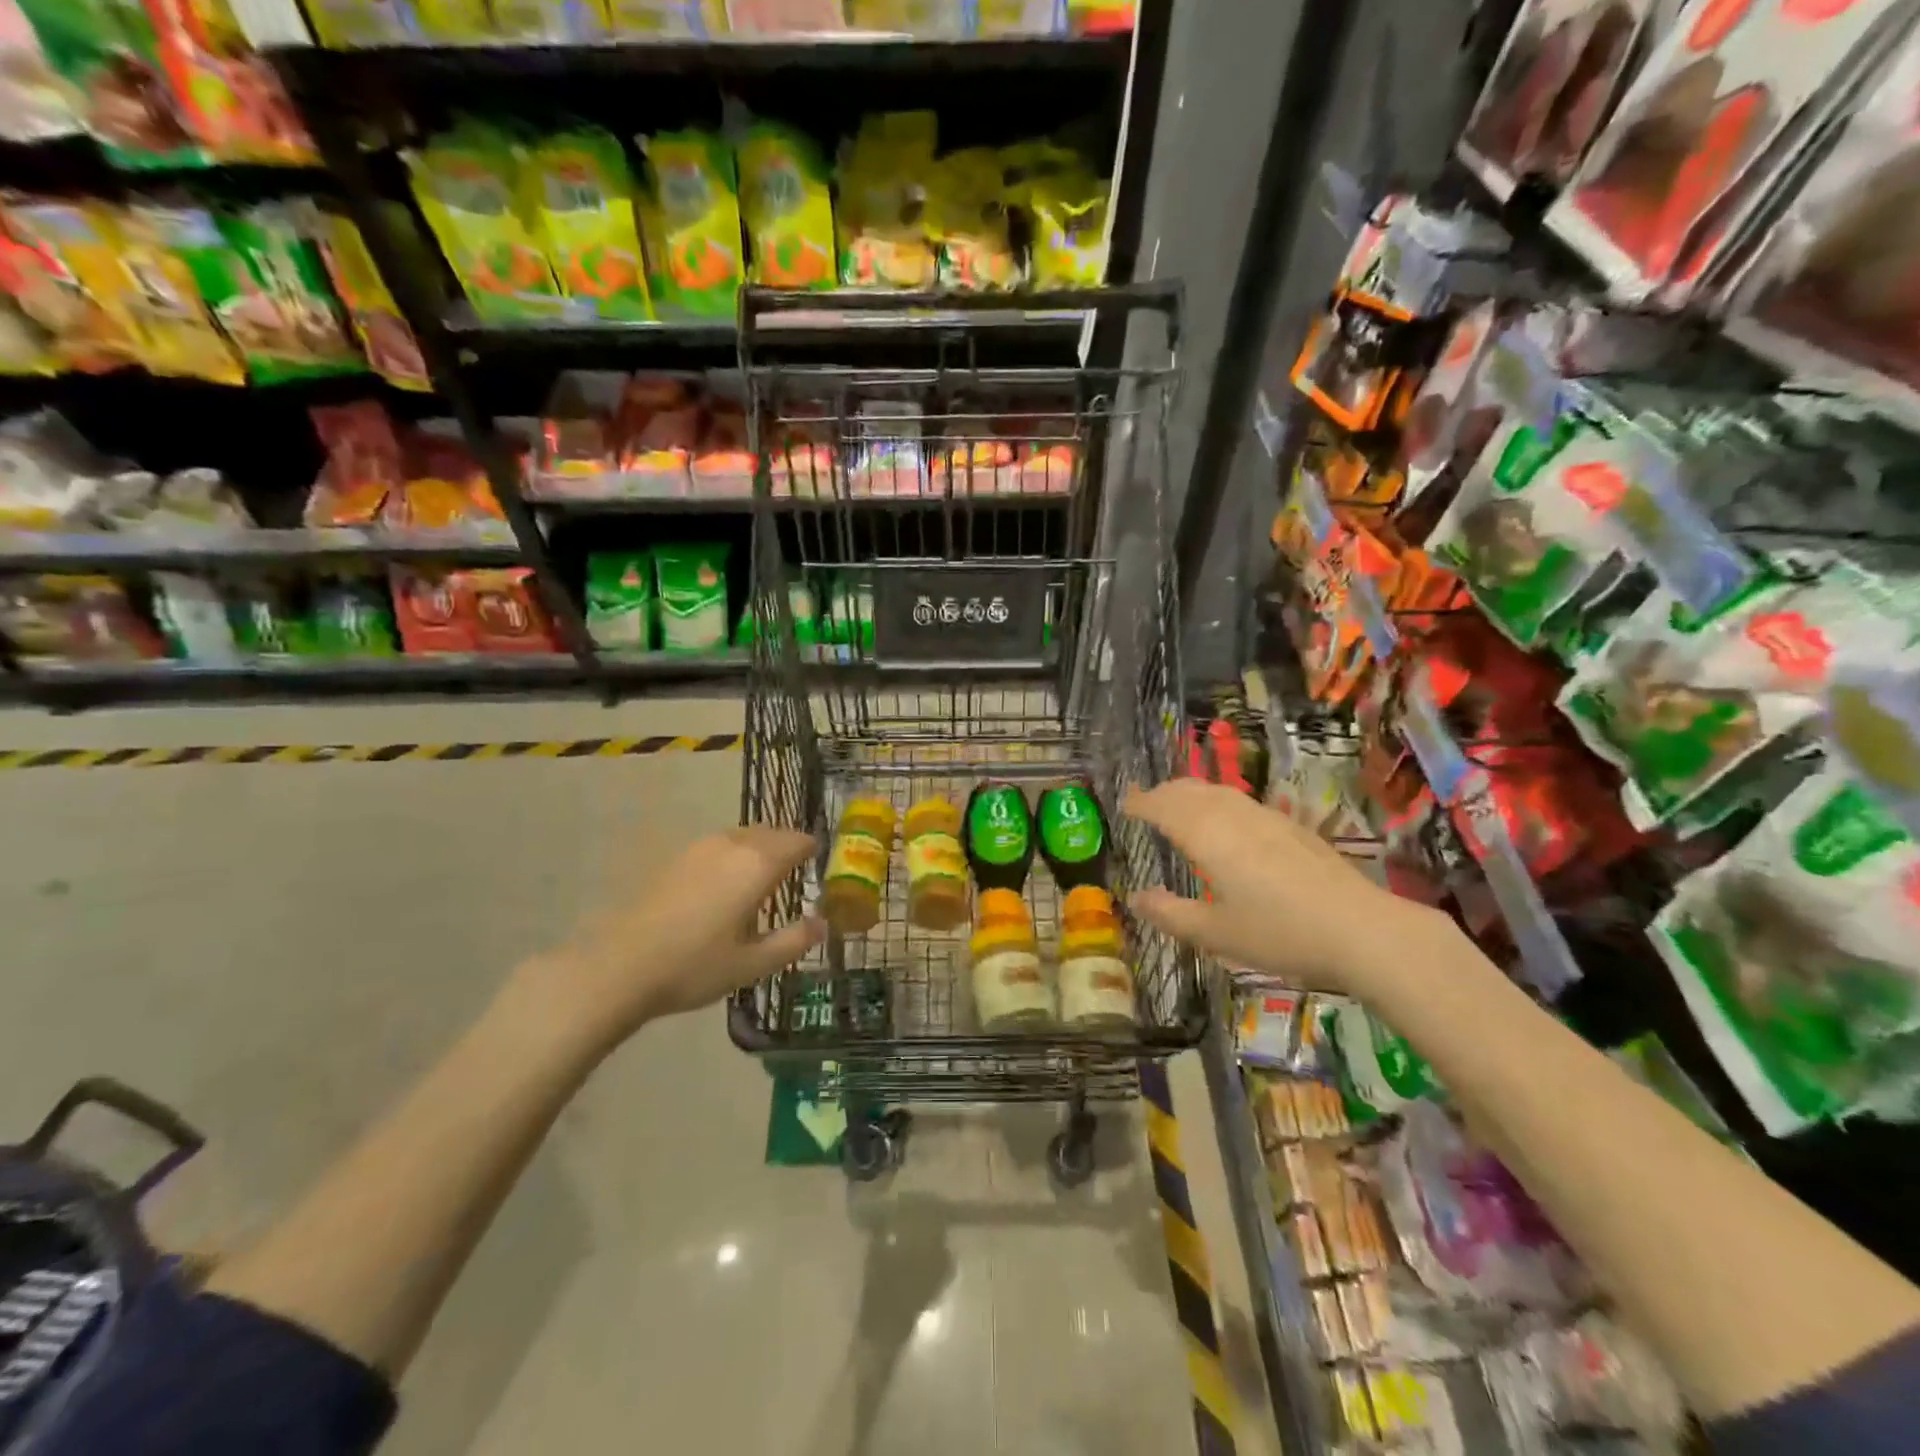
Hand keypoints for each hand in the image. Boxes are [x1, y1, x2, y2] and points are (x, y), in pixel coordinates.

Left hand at [506, 828, 823, 1061]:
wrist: (619, 967)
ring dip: (761, 848)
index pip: (798, 842)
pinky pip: (720, 844)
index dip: (813, 850)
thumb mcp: (753, 964)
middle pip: (772, 832)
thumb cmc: (694, 966)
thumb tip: (823, 924)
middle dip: (788, 846)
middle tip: (798, 871)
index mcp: (757, 864)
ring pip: (744, 835)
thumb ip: (793, 941)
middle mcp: (732, 844)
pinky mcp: (676, 857)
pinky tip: (727, 884)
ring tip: (765, 877)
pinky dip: (735, 854)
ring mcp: (700, 847)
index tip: (821, 864)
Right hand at [1123, 780, 1445, 994]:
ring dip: (1191, 793)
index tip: (1124, 805)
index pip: (1164, 807)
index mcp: (1207, 836)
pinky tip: (1227, 822)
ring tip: (1179, 805)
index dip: (1141, 804)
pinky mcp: (1292, 827)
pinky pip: (1240, 801)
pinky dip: (1217, 801)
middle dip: (1163, 792)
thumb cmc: (1280, 934)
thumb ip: (1171, 914)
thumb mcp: (1216, 933)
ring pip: (1218, 791)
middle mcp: (1233, 817)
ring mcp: (1266, 818)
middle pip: (1190, 790)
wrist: (1363, 930)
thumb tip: (1135, 897)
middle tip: (1145, 802)